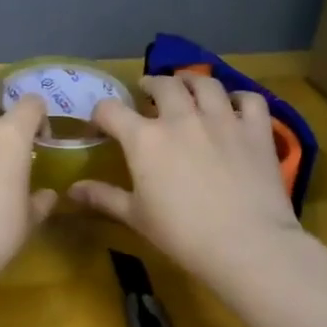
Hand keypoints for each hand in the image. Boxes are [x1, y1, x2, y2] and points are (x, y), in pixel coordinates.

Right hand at [71, 72, 302, 280]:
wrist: (246, 246)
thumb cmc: (182, 235)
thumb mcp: (136, 217)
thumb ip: (103, 197)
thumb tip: (71, 190)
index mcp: (144, 138)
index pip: (111, 110)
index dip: (101, 114)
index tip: (101, 125)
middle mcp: (181, 118)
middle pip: (162, 85)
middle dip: (150, 85)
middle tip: (148, 92)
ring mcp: (222, 119)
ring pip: (205, 83)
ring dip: (191, 81)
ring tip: (188, 87)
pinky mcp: (255, 130)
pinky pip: (249, 99)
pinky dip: (239, 98)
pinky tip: (234, 106)